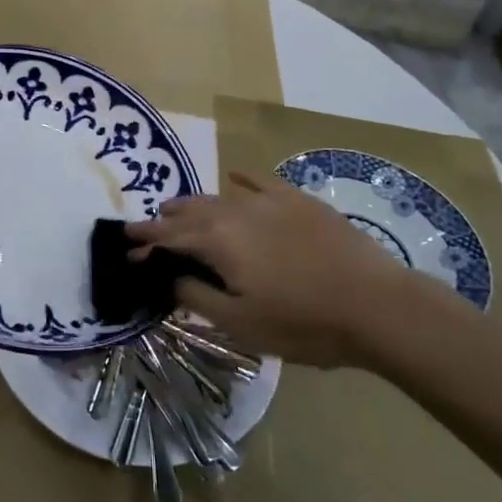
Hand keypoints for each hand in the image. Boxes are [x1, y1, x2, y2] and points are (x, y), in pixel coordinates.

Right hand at [127, 170, 465, 367]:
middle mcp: (236, 211)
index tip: (126, 247)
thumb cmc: (303, 322)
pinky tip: (234, 178)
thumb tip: (170, 278)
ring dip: (194, 203)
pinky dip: (241, 181)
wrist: (375, 304)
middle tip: (145, 225)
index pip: (170, 238)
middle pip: (191, 211)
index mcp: (219, 241)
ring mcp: (269, 201)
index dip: (147, 243)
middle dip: (164, 219)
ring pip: (220, 196)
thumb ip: (199, 298)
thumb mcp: (242, 323)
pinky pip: (260, 183)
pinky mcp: (298, 201)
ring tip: (177, 206)